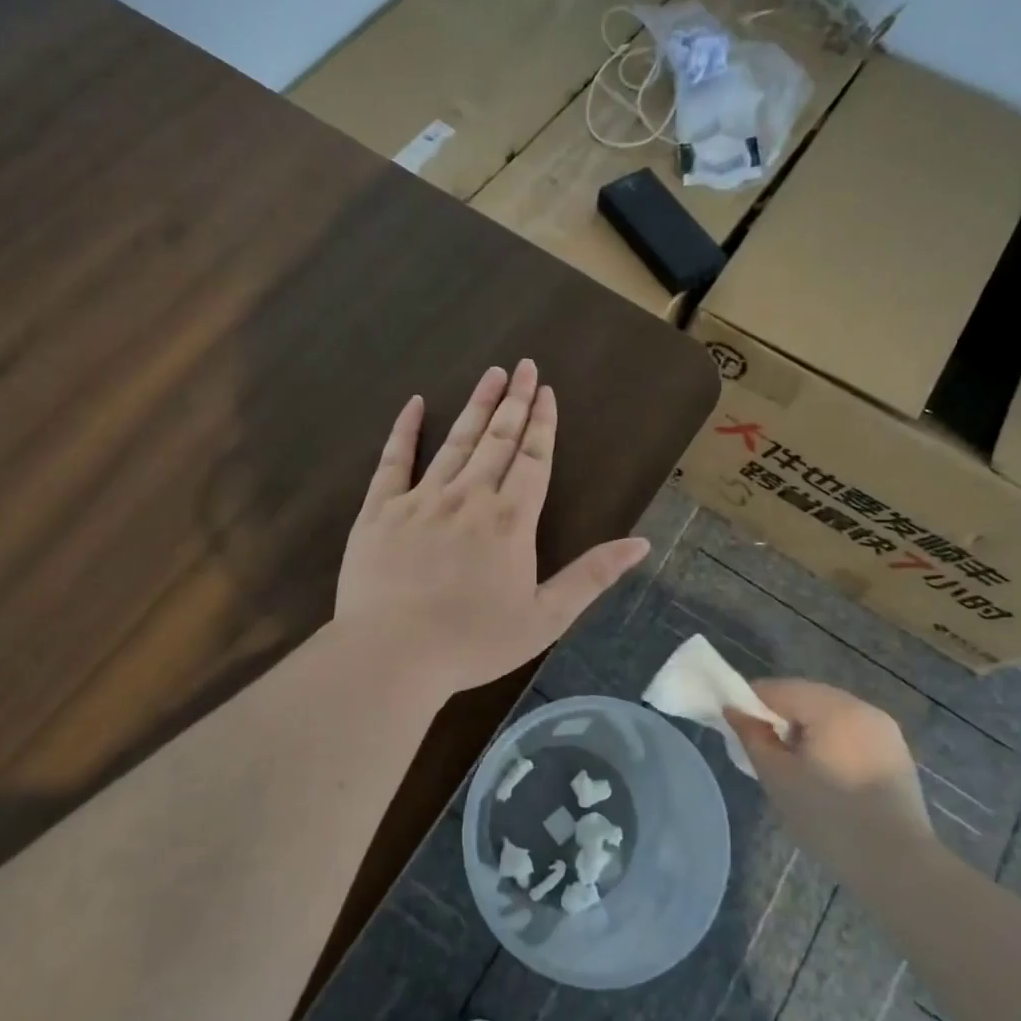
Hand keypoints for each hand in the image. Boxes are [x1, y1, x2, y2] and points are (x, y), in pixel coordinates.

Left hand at [336, 360, 649, 698]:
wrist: (392, 654)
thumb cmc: (473, 642)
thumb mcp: (545, 618)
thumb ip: (592, 576)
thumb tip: (641, 544)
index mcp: (510, 520)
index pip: (533, 459)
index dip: (542, 424)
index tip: (547, 391)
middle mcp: (469, 497)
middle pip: (498, 439)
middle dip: (515, 401)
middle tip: (524, 366)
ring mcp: (422, 498)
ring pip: (456, 441)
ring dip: (476, 405)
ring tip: (491, 374)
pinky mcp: (380, 509)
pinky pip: (394, 460)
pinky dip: (405, 430)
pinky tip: (414, 404)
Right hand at [726, 679, 932, 879]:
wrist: (899, 867)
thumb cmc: (830, 819)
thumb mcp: (778, 778)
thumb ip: (752, 737)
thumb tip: (734, 710)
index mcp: (831, 708)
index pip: (777, 689)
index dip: (751, 704)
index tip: (737, 729)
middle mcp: (860, 706)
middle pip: (805, 696)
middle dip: (779, 715)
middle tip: (763, 748)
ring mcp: (882, 727)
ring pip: (828, 712)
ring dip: (805, 727)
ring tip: (793, 763)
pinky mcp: (895, 750)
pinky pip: (850, 730)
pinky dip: (830, 739)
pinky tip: (824, 772)